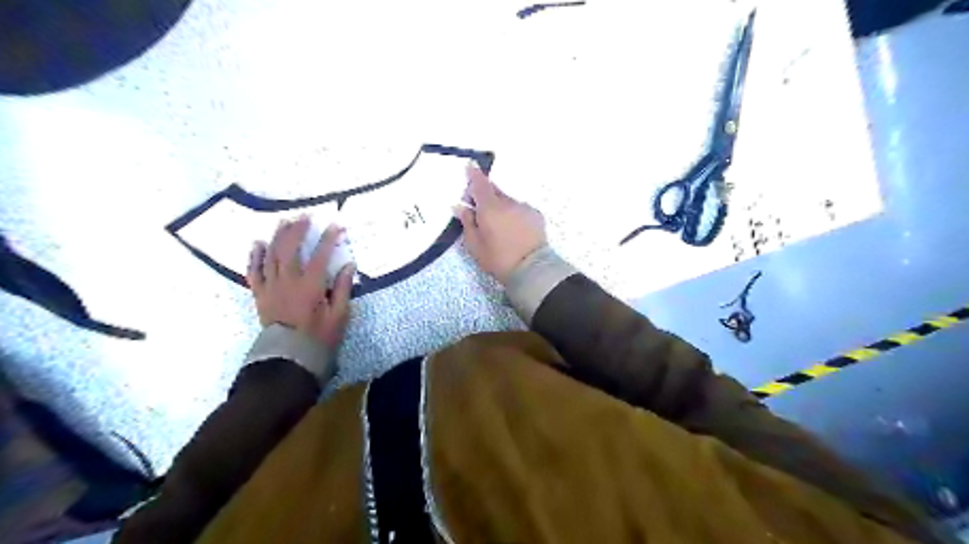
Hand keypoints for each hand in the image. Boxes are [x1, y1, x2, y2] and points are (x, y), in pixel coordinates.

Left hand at [246, 220, 353, 349]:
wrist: (289, 357)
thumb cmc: (318, 337)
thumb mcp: (339, 315)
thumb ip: (342, 288)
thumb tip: (349, 265)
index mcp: (310, 285)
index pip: (320, 255)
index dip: (328, 238)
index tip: (336, 225)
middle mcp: (288, 281)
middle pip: (290, 249)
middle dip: (298, 230)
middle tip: (304, 216)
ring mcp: (271, 287)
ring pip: (271, 255)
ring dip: (277, 237)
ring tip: (284, 222)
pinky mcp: (260, 294)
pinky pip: (254, 272)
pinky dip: (254, 257)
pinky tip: (257, 244)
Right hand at [455, 167, 542, 284]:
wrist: (532, 269)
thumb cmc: (498, 259)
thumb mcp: (475, 245)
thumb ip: (467, 223)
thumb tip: (460, 206)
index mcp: (490, 208)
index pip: (480, 184)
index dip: (473, 175)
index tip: (469, 166)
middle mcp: (508, 202)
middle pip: (494, 191)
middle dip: (485, 194)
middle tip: (478, 206)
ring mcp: (524, 207)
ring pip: (508, 201)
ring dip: (500, 206)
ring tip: (498, 225)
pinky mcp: (536, 215)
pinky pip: (520, 209)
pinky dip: (514, 214)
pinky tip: (513, 229)